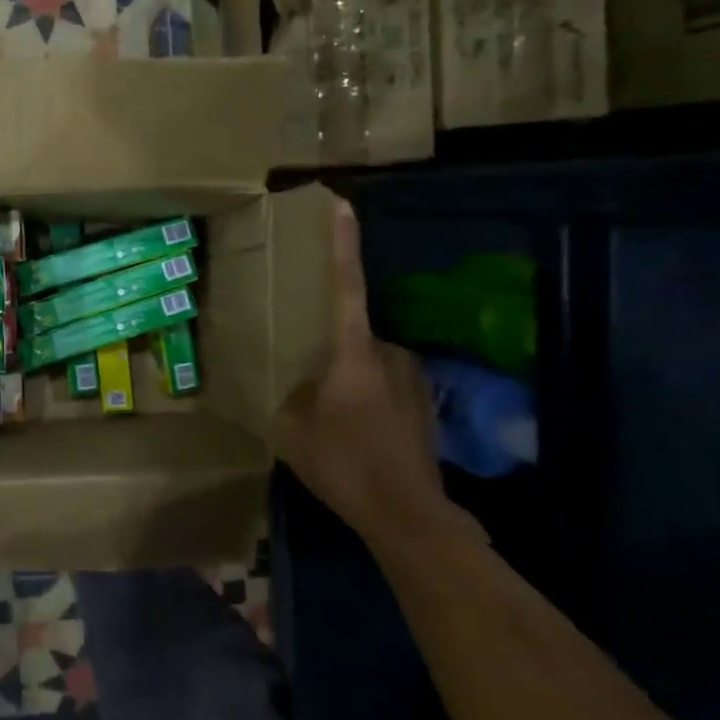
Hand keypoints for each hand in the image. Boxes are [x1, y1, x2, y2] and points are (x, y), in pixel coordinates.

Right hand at [278, 199, 443, 533]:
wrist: (406, 514)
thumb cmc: (342, 463)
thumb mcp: (291, 428)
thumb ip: (291, 394)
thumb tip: (300, 384)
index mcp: (353, 353)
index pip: (346, 287)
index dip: (342, 246)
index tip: (342, 206)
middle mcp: (391, 354)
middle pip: (354, 336)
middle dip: (333, 356)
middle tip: (314, 393)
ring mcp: (414, 379)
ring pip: (371, 364)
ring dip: (353, 382)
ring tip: (336, 423)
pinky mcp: (428, 403)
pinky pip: (388, 386)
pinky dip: (371, 401)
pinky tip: (360, 436)